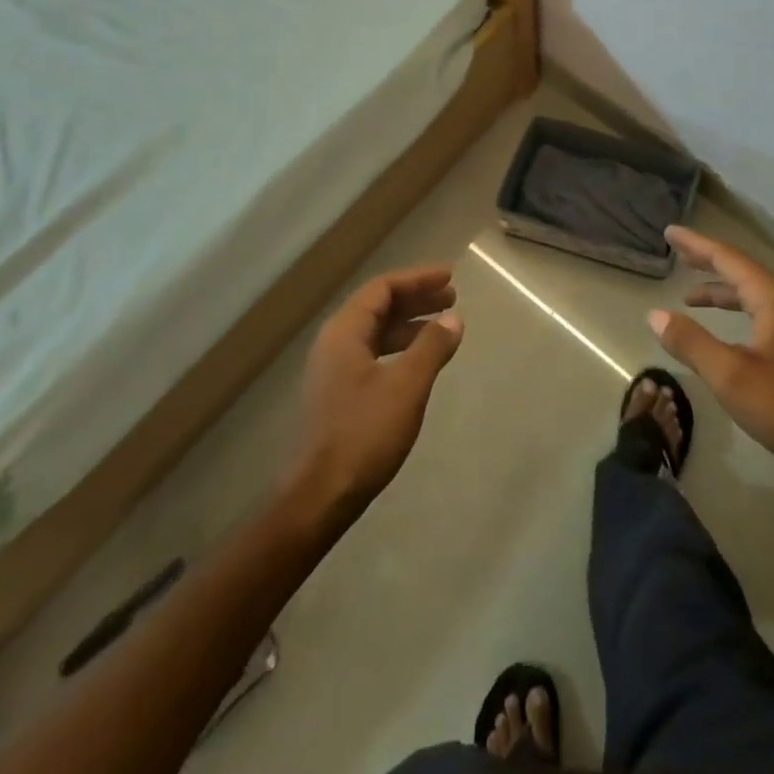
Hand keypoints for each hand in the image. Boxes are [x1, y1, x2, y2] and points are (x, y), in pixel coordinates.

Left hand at [291, 267, 463, 511]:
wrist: (320, 496)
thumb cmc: (364, 433)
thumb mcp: (407, 386)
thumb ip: (431, 347)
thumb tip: (453, 319)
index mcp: (344, 332)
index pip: (382, 288)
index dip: (417, 279)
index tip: (449, 277)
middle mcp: (334, 343)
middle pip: (378, 306)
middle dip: (416, 298)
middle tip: (452, 297)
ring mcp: (334, 370)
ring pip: (376, 332)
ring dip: (410, 324)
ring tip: (443, 326)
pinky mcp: (339, 394)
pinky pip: (374, 353)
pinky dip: (400, 348)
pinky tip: (421, 361)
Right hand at [651, 227, 773, 487]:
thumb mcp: (730, 375)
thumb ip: (691, 342)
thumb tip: (654, 314)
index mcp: (773, 299)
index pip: (728, 259)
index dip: (697, 245)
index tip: (670, 232)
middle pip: (741, 270)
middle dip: (707, 260)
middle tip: (676, 250)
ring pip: (750, 294)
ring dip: (719, 289)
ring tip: (688, 295)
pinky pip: (757, 312)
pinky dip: (734, 310)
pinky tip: (721, 329)